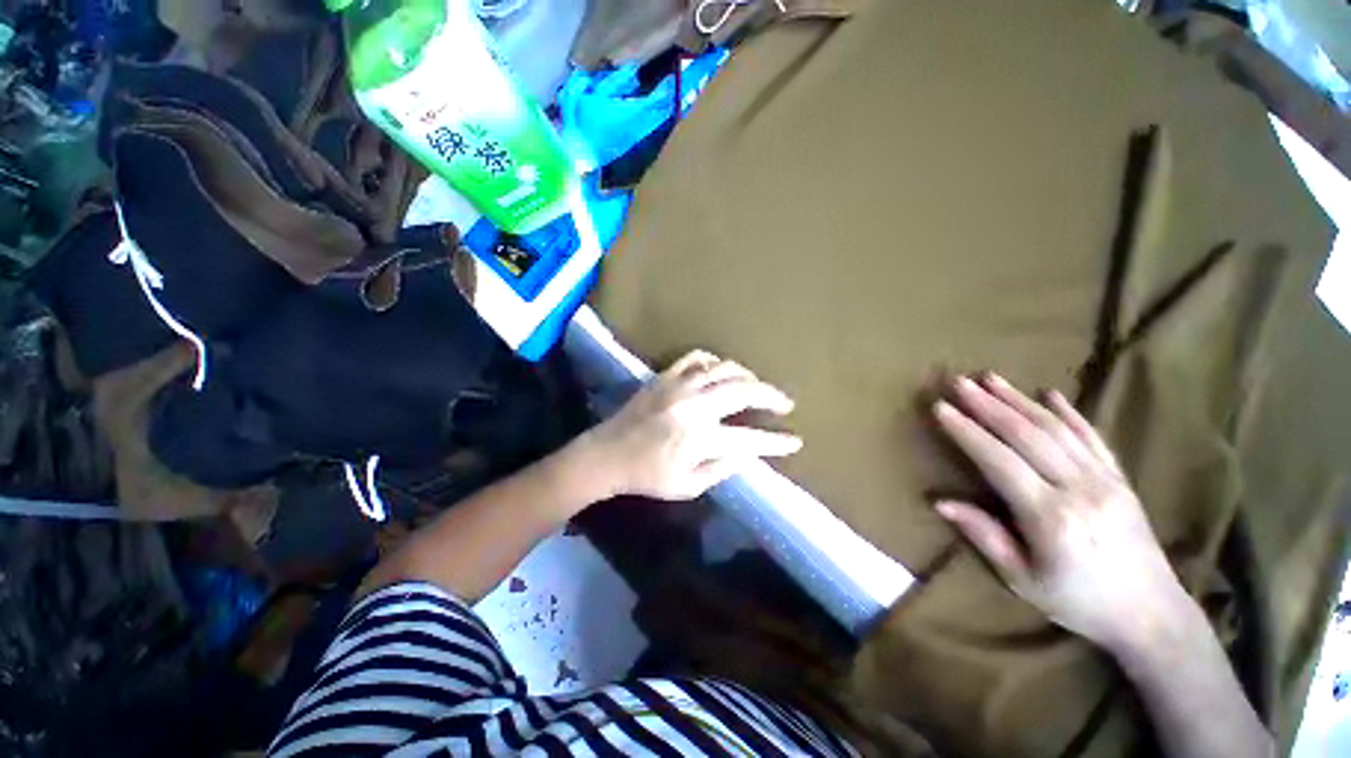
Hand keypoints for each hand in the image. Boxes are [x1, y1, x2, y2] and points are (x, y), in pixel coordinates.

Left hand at [579, 350, 801, 500]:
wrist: (606, 454)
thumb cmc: (646, 476)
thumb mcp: (687, 486)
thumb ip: (722, 469)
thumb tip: (749, 453)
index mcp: (700, 438)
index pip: (750, 438)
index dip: (776, 441)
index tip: (795, 441)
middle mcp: (694, 406)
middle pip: (744, 390)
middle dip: (771, 396)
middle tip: (785, 403)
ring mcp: (679, 386)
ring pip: (724, 368)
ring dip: (747, 376)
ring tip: (756, 387)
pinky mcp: (665, 376)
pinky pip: (696, 358)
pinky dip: (714, 362)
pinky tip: (720, 371)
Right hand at [933, 374, 1193, 657]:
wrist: (1151, 615)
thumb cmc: (1078, 602)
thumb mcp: (1022, 580)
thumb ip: (984, 536)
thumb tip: (940, 502)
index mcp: (1050, 516)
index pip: (999, 461)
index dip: (967, 432)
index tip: (941, 408)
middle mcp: (1079, 489)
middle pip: (1026, 436)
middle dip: (988, 405)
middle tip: (959, 381)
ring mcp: (1105, 480)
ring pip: (1056, 429)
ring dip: (1020, 400)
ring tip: (991, 377)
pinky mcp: (1120, 479)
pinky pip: (1093, 437)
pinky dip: (1070, 413)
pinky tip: (1050, 393)